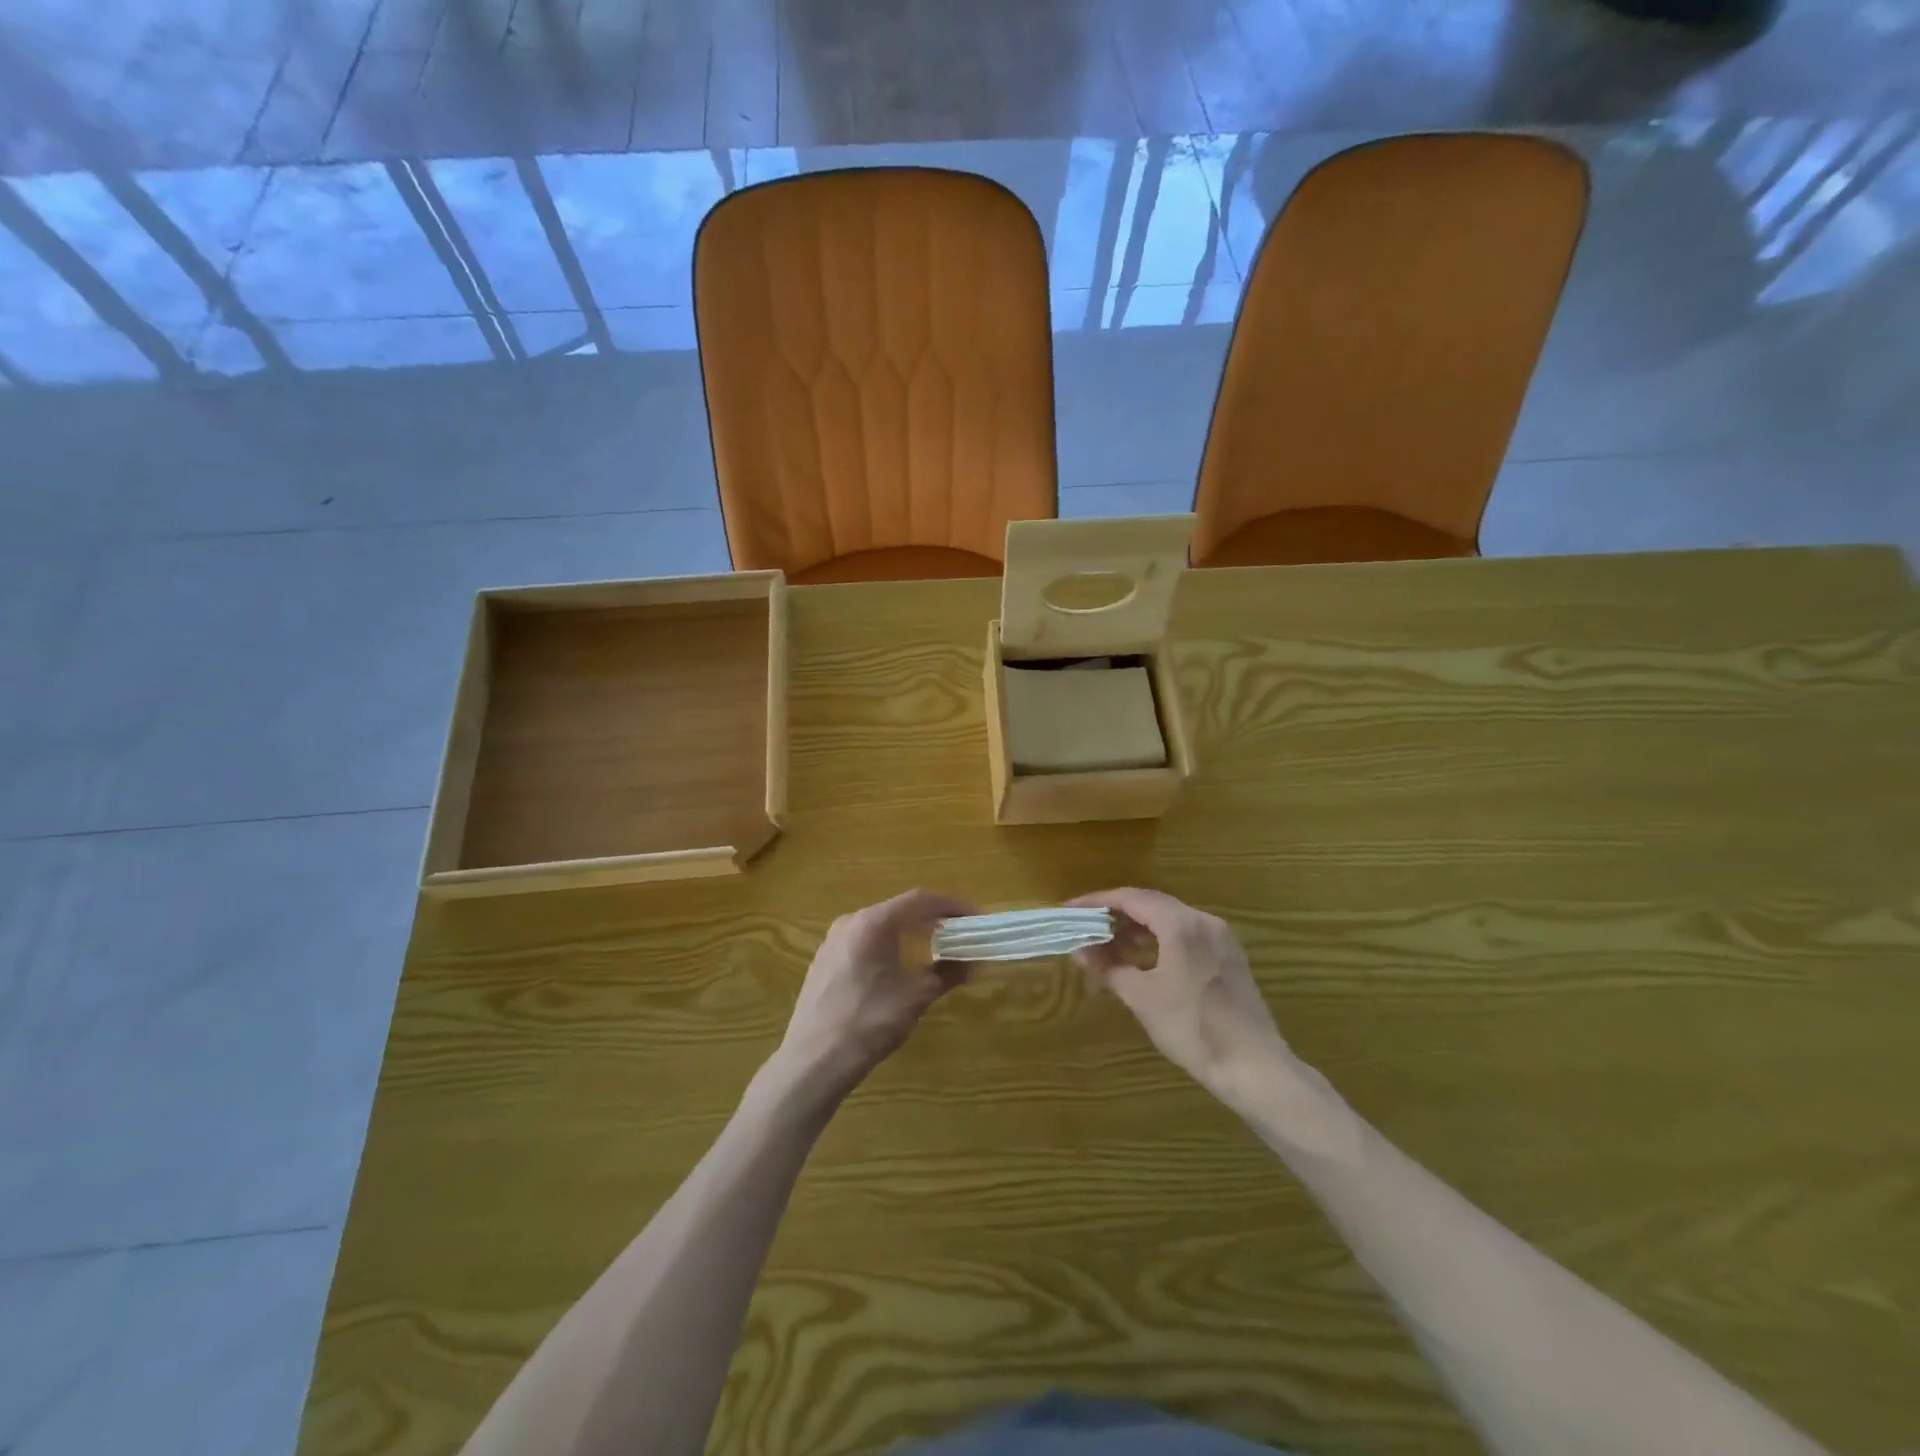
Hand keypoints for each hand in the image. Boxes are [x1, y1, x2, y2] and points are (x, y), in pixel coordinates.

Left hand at [776, 889, 977, 1098]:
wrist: (814, 1061)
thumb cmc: (869, 1022)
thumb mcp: (916, 996)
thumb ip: (947, 973)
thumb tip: (973, 963)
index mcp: (874, 922)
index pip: (921, 900)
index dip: (952, 906)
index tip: (976, 918)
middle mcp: (851, 921)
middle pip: (900, 909)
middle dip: (933, 919)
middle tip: (960, 933)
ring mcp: (833, 940)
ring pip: (881, 925)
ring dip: (911, 933)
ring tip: (936, 948)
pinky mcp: (824, 961)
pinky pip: (865, 941)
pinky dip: (889, 945)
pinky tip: (900, 966)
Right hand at [1070, 887, 1293, 1105]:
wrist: (1254, 1067)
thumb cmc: (1192, 1028)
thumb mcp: (1143, 998)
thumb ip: (1109, 967)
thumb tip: (1080, 950)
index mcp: (1182, 924)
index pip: (1132, 898)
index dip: (1098, 902)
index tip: (1071, 910)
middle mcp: (1204, 920)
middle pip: (1152, 904)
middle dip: (1117, 914)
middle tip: (1086, 927)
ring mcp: (1221, 938)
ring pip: (1170, 920)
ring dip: (1138, 929)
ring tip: (1108, 946)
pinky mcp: (1229, 957)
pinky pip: (1187, 935)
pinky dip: (1160, 940)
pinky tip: (1143, 960)